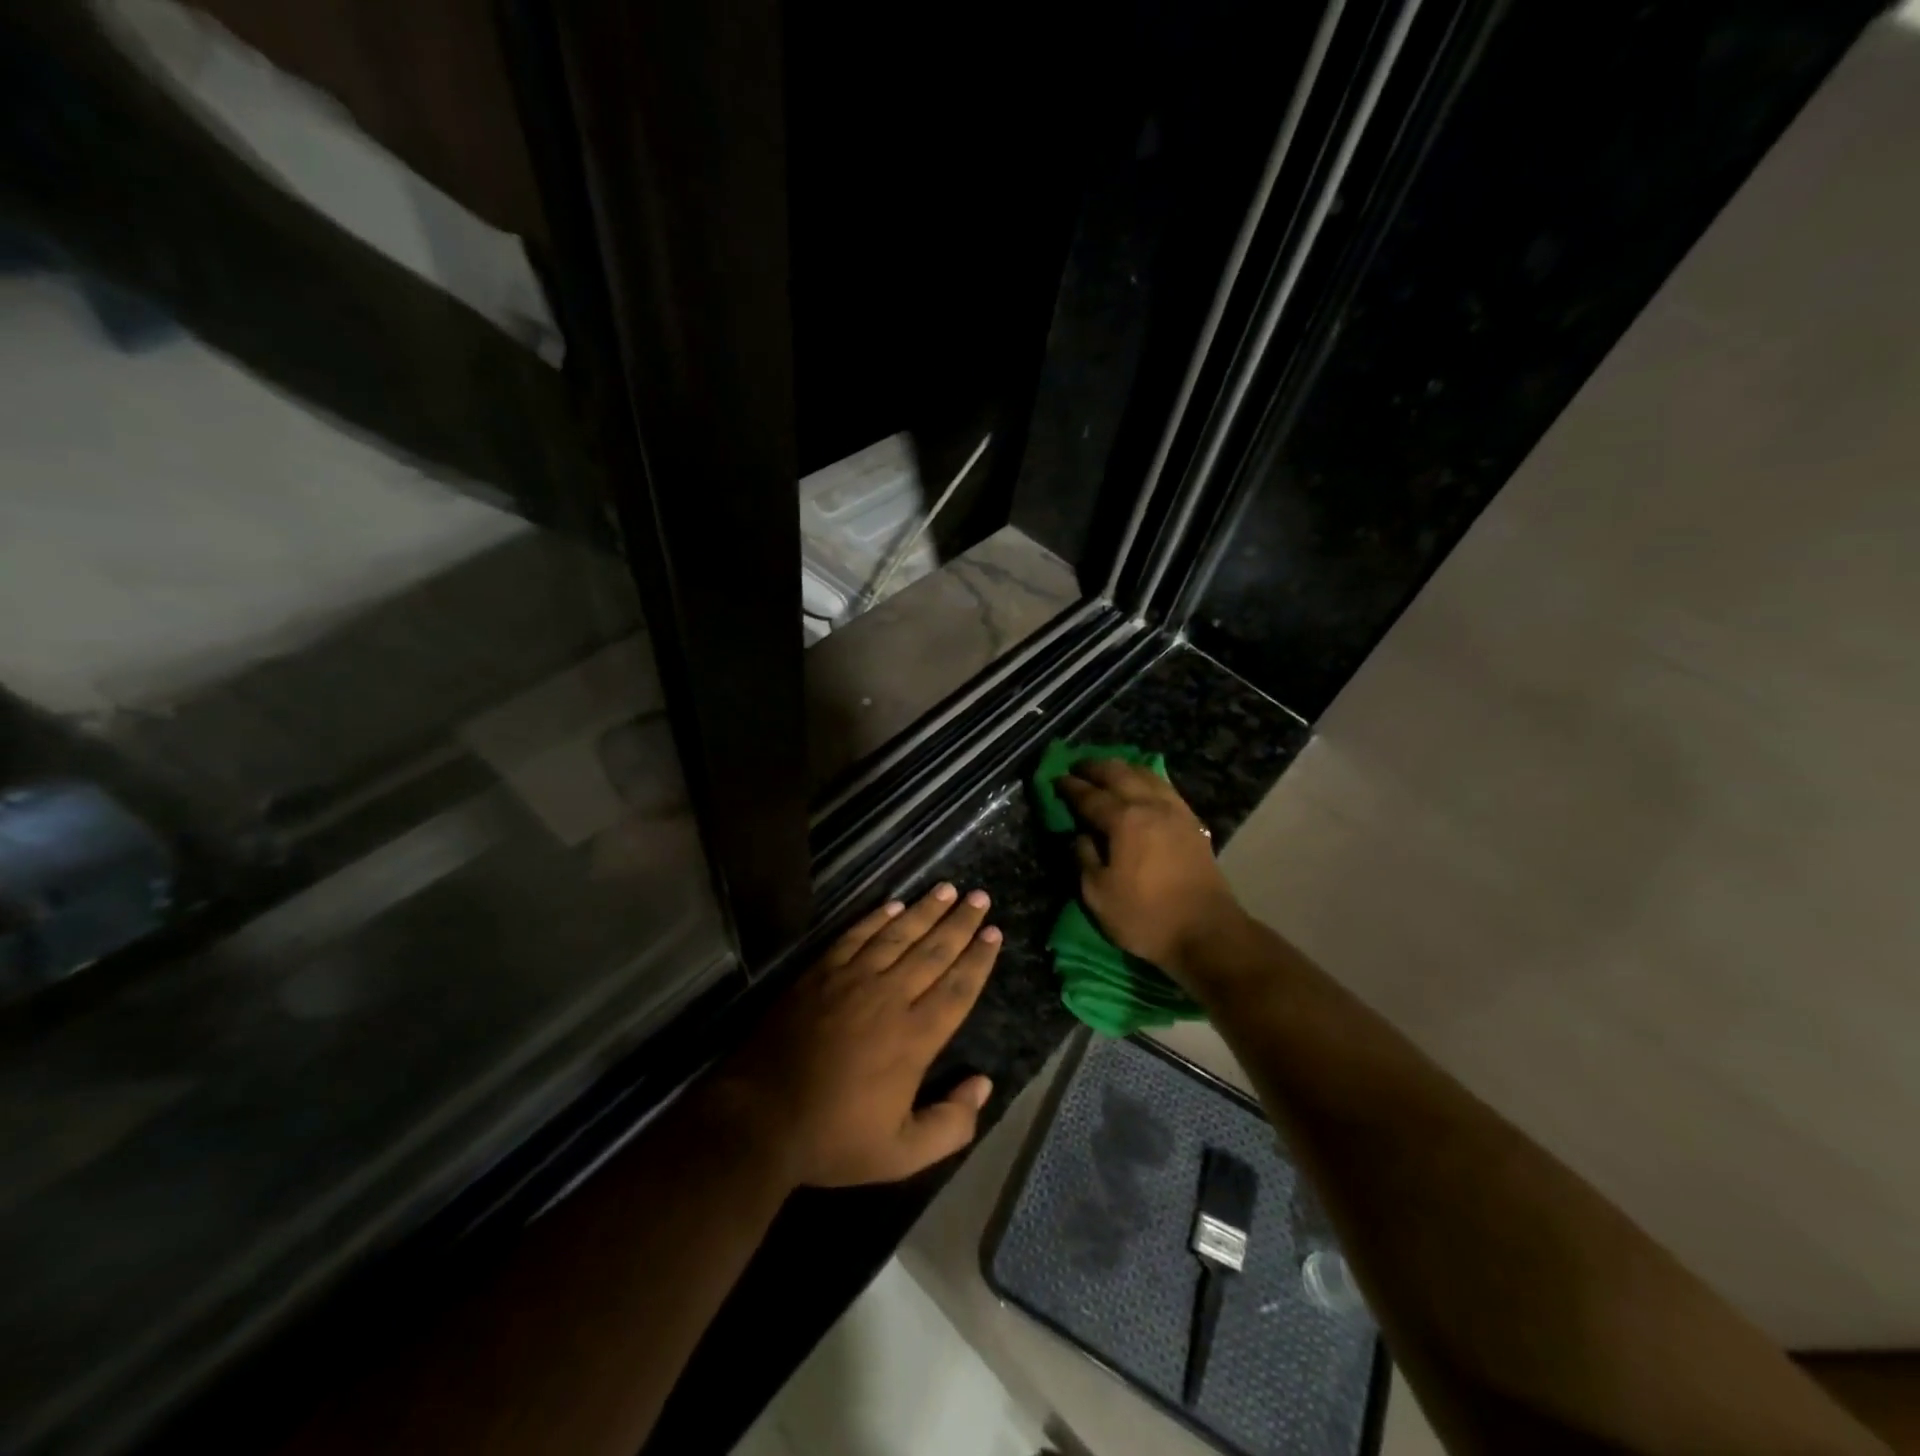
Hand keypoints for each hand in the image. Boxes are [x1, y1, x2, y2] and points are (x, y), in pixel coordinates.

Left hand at [711, 883, 1001, 1187]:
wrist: (760, 1117)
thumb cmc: (833, 1138)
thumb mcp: (901, 1154)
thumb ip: (951, 1124)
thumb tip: (983, 1085)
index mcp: (915, 1038)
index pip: (958, 988)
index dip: (979, 959)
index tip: (995, 933)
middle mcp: (890, 998)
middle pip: (934, 951)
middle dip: (961, 923)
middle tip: (980, 898)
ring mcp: (852, 980)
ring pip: (898, 935)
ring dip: (926, 911)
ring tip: (947, 889)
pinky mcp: (820, 973)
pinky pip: (856, 936)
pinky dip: (877, 918)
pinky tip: (894, 905)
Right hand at [1060, 760, 1244, 986]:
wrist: (1207, 932)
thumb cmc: (1146, 916)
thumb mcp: (1098, 894)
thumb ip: (1084, 858)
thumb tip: (1080, 835)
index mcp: (1124, 820)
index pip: (1090, 796)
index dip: (1070, 787)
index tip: (1056, 778)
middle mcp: (1151, 806)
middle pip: (1120, 774)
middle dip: (1096, 767)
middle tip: (1078, 766)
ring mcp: (1176, 812)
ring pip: (1146, 775)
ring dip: (1123, 768)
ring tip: (1108, 769)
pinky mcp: (1193, 823)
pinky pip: (1165, 788)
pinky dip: (1147, 779)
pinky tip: (1143, 785)